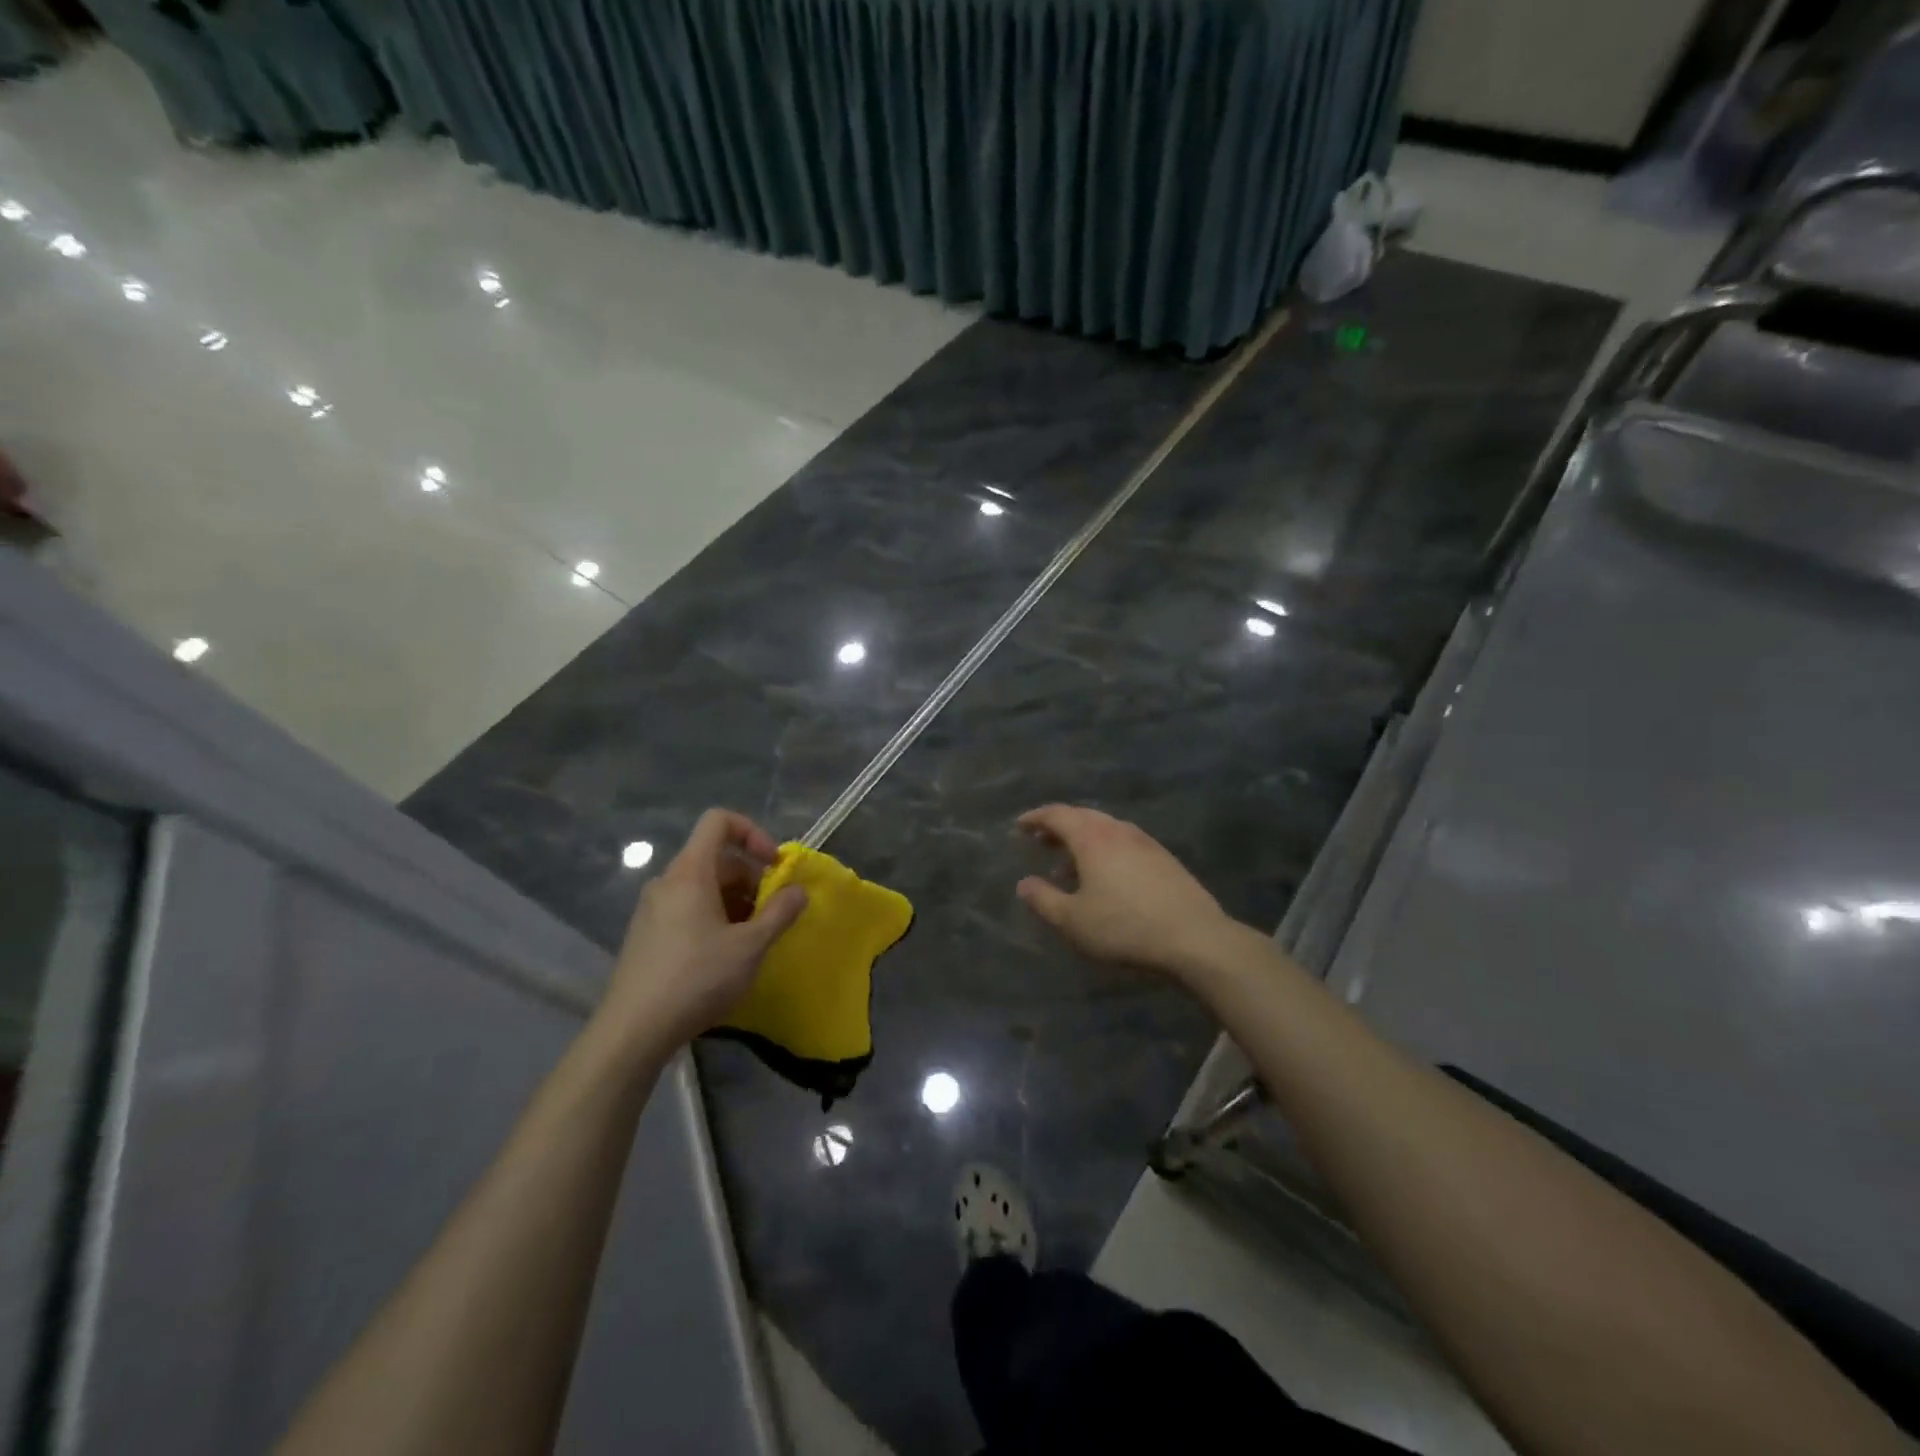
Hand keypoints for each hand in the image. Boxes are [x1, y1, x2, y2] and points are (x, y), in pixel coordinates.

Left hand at [600, 809, 806, 1049]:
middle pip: (715, 857)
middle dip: (750, 877)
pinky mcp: (646, 934)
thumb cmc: (697, 978)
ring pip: (702, 886)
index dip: (752, 833)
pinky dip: (713, 916)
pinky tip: (724, 955)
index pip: (719, 821)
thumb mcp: (750, 946)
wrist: (633, 1031)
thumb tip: (799, 890)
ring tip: (752, 937)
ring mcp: (652, 908)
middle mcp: (667, 881)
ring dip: (735, 900)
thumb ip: (780, 912)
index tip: (774, 865)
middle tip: (771, 912)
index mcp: (690, 872)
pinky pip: (686, 908)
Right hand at [1015, 805, 1238, 978]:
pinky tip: (1105, 877)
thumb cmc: (1124, 927)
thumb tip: (1024, 883)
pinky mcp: (1164, 858)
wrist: (1194, 938)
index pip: (1057, 815)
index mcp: (1092, 837)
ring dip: (1082, 840)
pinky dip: (1105, 850)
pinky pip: (1124, 842)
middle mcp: (1118, 830)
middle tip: (1040, 840)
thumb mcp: (1073, 920)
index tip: (1019, 826)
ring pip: (1105, 829)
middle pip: (1082, 817)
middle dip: (1058, 826)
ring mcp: (1145, 842)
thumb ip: (1043, 899)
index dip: (1035, 818)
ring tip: (1068, 865)